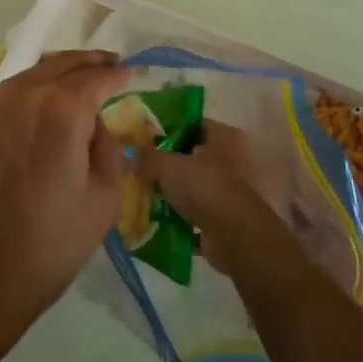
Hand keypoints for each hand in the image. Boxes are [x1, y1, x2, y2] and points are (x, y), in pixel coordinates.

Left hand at [0, 51, 128, 344]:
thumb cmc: (48, 243)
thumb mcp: (103, 200)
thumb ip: (108, 150)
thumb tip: (96, 126)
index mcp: (62, 109)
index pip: (97, 78)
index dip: (117, 75)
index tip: (131, 73)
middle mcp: (26, 94)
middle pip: (64, 64)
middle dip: (90, 63)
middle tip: (111, 65)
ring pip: (36, 72)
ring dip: (62, 70)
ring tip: (82, 80)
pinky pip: (14, 89)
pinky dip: (36, 84)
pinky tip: (47, 100)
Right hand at [147, 120, 311, 280]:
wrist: (234, 237)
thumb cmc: (204, 188)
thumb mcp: (168, 166)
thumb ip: (148, 156)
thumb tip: (128, 151)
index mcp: (221, 139)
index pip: (194, 124)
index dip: (171, 128)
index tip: (147, 136)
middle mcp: (228, 161)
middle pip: (192, 157)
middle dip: (168, 163)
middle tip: (140, 166)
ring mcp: (226, 192)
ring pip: (192, 186)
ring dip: (173, 192)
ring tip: (144, 192)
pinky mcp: (222, 219)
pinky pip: (194, 214)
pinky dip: (179, 217)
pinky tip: (156, 218)